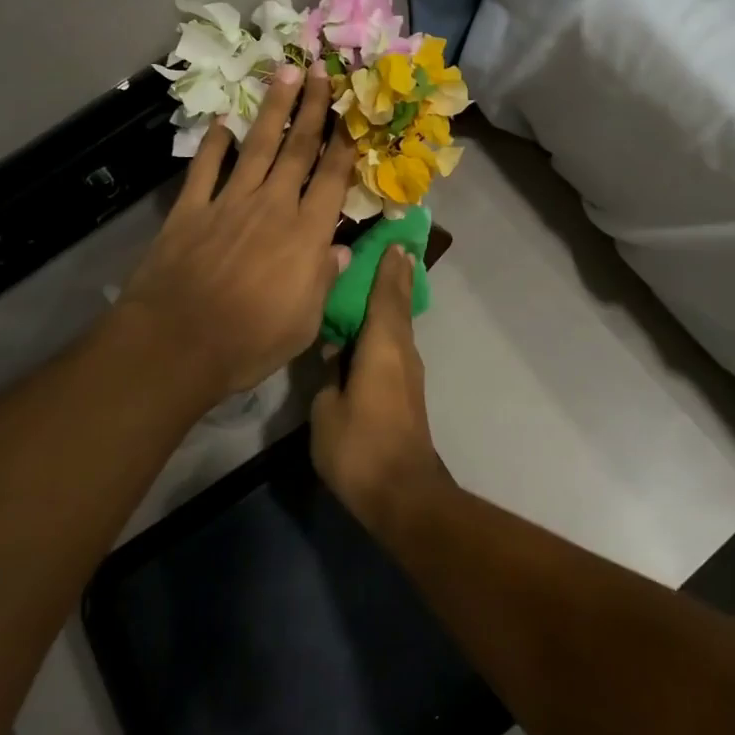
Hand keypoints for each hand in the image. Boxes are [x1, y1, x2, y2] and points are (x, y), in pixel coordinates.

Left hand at [117, 62, 356, 404]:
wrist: (176, 345)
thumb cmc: (250, 341)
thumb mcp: (304, 322)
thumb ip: (325, 279)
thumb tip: (343, 250)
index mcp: (306, 233)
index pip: (332, 177)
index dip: (345, 140)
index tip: (352, 108)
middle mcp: (272, 206)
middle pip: (297, 149)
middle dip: (312, 108)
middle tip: (320, 70)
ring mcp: (228, 203)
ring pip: (257, 147)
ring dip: (273, 110)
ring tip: (284, 74)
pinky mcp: (190, 210)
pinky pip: (205, 168)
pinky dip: (213, 143)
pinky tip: (222, 121)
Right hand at [311, 245, 449, 530]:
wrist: (402, 493)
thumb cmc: (360, 446)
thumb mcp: (327, 409)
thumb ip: (328, 374)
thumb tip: (333, 352)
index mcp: (383, 345)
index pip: (386, 294)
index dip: (388, 267)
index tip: (392, 241)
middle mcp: (401, 350)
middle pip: (398, 304)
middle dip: (395, 276)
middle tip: (391, 248)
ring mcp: (407, 371)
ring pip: (398, 324)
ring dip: (391, 299)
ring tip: (377, 278)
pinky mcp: (406, 390)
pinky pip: (395, 344)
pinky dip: (386, 325)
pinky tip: (370, 327)